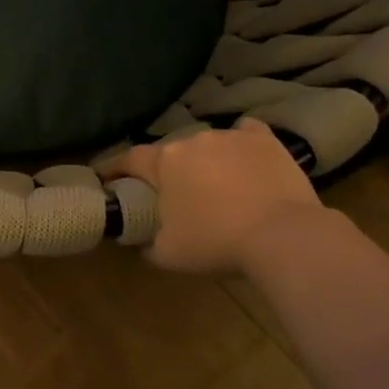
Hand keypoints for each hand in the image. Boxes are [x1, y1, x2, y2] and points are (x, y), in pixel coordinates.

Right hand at [102, 119, 323, 275]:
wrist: (284, 236)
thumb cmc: (215, 242)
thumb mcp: (166, 254)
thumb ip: (145, 244)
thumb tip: (140, 241)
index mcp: (163, 162)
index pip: (128, 160)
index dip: (113, 168)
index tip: (104, 178)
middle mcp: (193, 140)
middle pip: (169, 153)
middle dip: (165, 170)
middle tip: (169, 194)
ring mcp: (232, 136)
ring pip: (206, 144)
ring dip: (202, 160)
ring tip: (211, 183)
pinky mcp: (266, 141)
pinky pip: (245, 134)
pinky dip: (240, 144)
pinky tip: (243, 158)